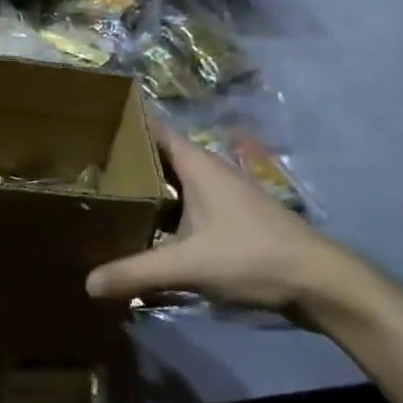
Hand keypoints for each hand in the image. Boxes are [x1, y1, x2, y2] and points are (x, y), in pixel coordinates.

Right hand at [85, 121, 393, 330]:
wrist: (319, 282)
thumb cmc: (252, 255)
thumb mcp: (189, 265)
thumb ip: (137, 271)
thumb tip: (88, 283)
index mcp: (195, 162)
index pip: (151, 125)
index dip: (121, 118)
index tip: (87, 119)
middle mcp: (206, 168)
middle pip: (157, 152)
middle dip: (124, 155)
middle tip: (82, 159)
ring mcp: (220, 192)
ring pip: (172, 179)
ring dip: (144, 184)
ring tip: (104, 191)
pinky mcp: (229, 216)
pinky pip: (185, 201)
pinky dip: (163, 206)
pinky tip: (145, 226)